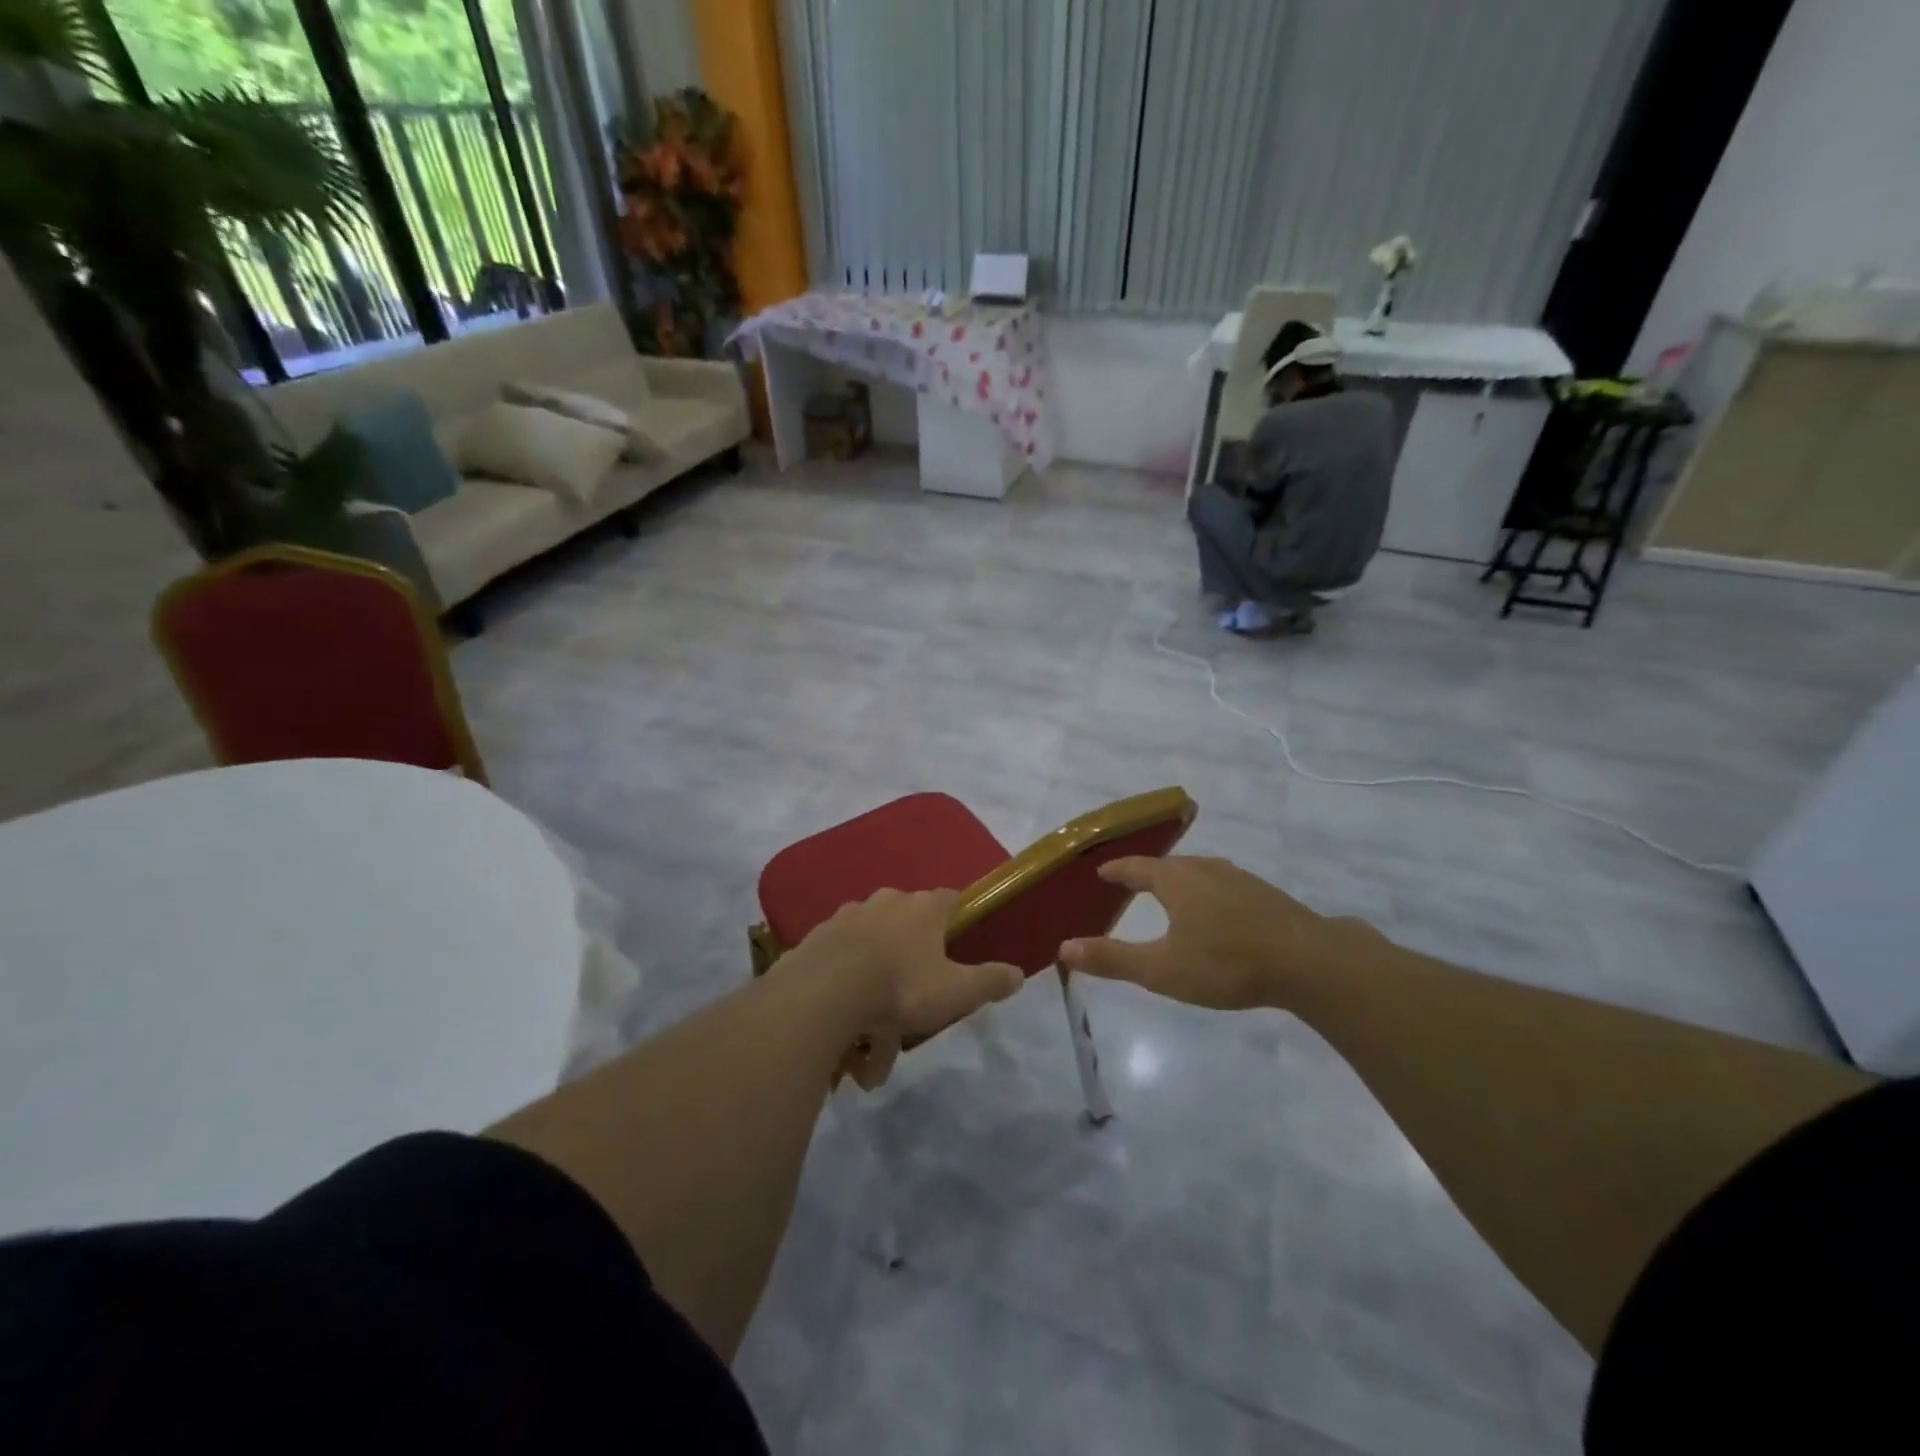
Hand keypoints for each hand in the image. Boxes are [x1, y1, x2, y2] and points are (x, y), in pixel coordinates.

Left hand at [782, 888, 1022, 1088]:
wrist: (825, 991)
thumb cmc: (900, 987)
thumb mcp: (956, 992)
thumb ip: (989, 981)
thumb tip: (1019, 973)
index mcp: (923, 908)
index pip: (949, 898)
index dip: (955, 916)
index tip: (957, 938)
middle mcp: (887, 901)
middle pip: (907, 912)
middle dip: (912, 939)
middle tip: (915, 977)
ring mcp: (848, 914)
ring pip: (870, 929)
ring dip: (876, 954)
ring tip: (875, 998)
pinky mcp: (818, 935)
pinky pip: (840, 948)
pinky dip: (845, 967)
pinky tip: (844, 1000)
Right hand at [1059, 855, 1381, 1011]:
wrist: (1309, 962)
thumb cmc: (1226, 963)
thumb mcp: (1161, 969)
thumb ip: (1112, 959)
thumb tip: (1064, 947)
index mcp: (1175, 880)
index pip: (1135, 867)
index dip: (1115, 870)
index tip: (1100, 872)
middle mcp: (1204, 869)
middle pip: (1167, 865)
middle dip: (1146, 873)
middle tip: (1130, 885)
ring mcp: (1238, 878)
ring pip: (1198, 872)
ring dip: (1178, 880)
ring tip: (1169, 895)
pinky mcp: (1264, 893)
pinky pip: (1222, 884)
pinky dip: (1206, 891)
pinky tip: (1216, 912)